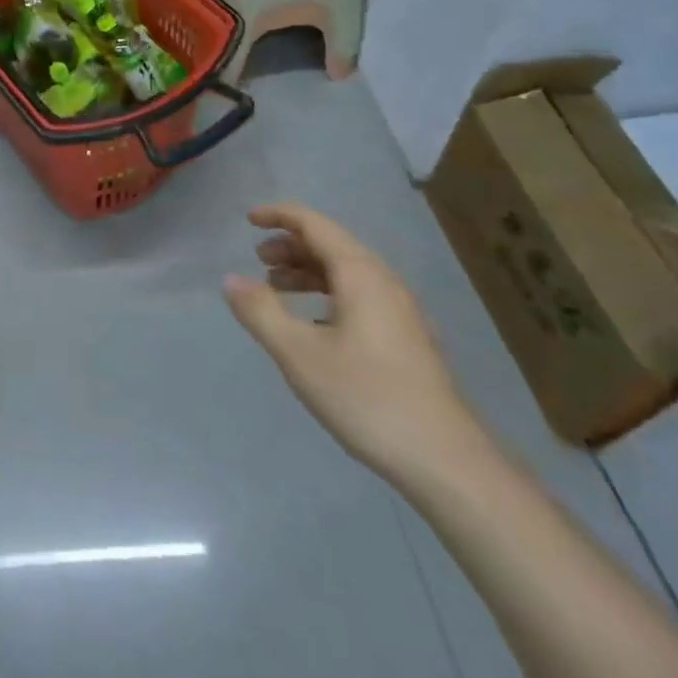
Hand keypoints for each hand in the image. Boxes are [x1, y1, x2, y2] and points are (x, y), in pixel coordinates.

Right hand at [223, 203, 490, 490]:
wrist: (446, 461)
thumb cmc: (367, 398)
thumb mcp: (299, 354)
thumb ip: (260, 311)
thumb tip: (231, 279)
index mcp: (360, 275)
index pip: (315, 224)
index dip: (280, 215)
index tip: (249, 219)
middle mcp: (383, 282)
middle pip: (332, 245)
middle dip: (291, 245)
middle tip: (258, 259)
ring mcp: (400, 312)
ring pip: (347, 272)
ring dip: (308, 271)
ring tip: (277, 288)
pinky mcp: (407, 339)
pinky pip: (359, 296)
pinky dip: (327, 294)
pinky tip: (312, 324)